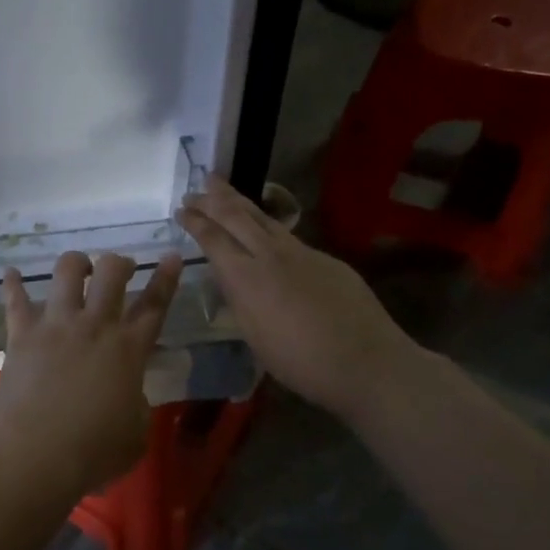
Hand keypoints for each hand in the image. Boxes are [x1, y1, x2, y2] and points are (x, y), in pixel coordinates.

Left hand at [0, 251, 182, 494]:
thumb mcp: (136, 434)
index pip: (155, 305)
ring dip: (77, 263)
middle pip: (112, 273)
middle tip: (121, 269)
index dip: (166, 278)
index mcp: (129, 349)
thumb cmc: (93, 450)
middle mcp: (95, 325)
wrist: (37, 450)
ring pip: (67, 271)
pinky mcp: (23, 332)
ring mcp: (57, 323)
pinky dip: (13, 284)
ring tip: (79, 268)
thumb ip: (136, 404)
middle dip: (119, 263)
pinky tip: (11, 273)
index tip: (171, 256)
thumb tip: (128, 394)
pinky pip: (15, 299)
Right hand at [176, 177, 428, 416]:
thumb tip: (229, 277)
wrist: (368, 363)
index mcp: (247, 277)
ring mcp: (301, 252)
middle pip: (235, 216)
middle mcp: (271, 255)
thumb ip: (239, 300)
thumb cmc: (302, 362)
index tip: (180, 210)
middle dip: (211, 200)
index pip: (213, 239)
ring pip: (262, 217)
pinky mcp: (325, 258)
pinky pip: (286, 233)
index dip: (195, 222)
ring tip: (220, 186)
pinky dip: (265, 222)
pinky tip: (262, 226)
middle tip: (194, 189)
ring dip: (237, 200)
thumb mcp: (255, 337)